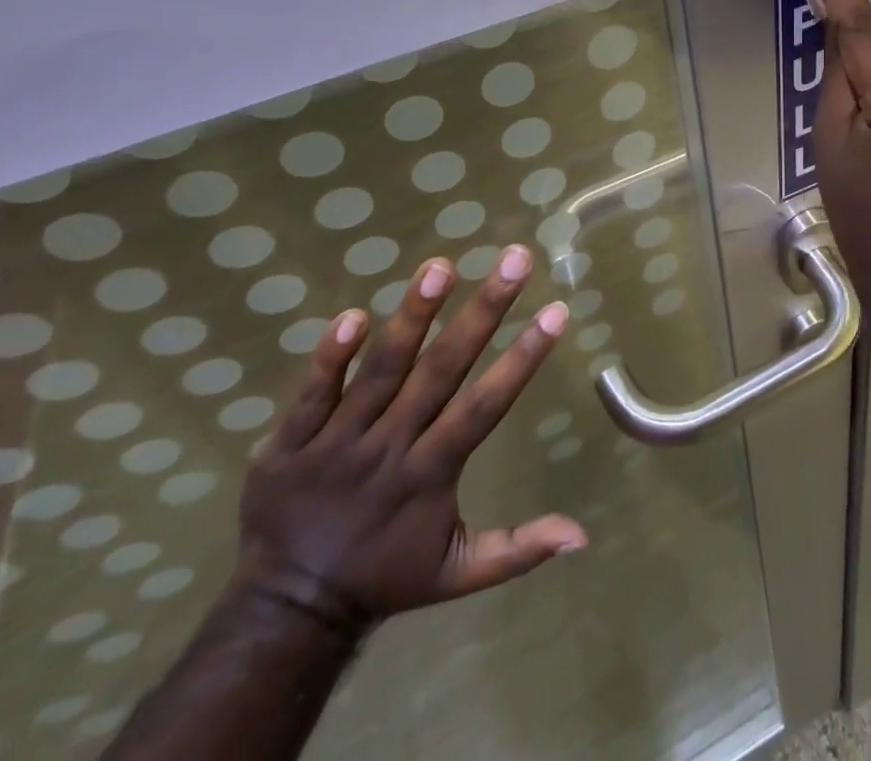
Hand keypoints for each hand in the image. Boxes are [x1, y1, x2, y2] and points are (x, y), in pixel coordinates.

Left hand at [235, 245, 584, 634]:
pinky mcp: (291, 442)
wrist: (285, 612)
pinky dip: (331, 358)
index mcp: (431, 474)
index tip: (556, 311)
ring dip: (412, 317)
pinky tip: (353, 314)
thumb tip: (585, 536)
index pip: (485, 406)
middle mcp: (391, 448)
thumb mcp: (458, 574)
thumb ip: (519, 548)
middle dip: (482, 311)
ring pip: (381, 371)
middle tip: (514, 258)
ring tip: (440, 266)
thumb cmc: (385, 578)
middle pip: (441, 370)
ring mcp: (338, 442)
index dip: (522, 358)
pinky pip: (313, 394)